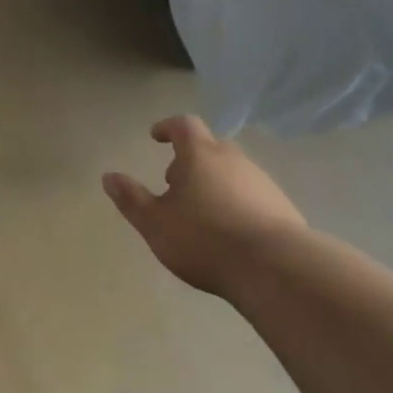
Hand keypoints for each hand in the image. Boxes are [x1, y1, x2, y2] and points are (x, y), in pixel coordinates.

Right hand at [103, 115, 308, 291]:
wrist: (277, 268)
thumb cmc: (204, 238)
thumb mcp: (155, 223)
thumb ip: (131, 198)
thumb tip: (108, 176)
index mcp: (200, 155)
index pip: (184, 125)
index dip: (167, 127)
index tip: (155, 137)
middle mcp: (234, 160)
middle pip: (211, 147)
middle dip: (190, 160)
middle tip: (174, 182)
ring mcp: (262, 183)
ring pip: (233, 172)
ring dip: (214, 183)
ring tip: (200, 213)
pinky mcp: (283, 208)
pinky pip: (252, 195)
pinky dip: (236, 203)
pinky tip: (229, 232)